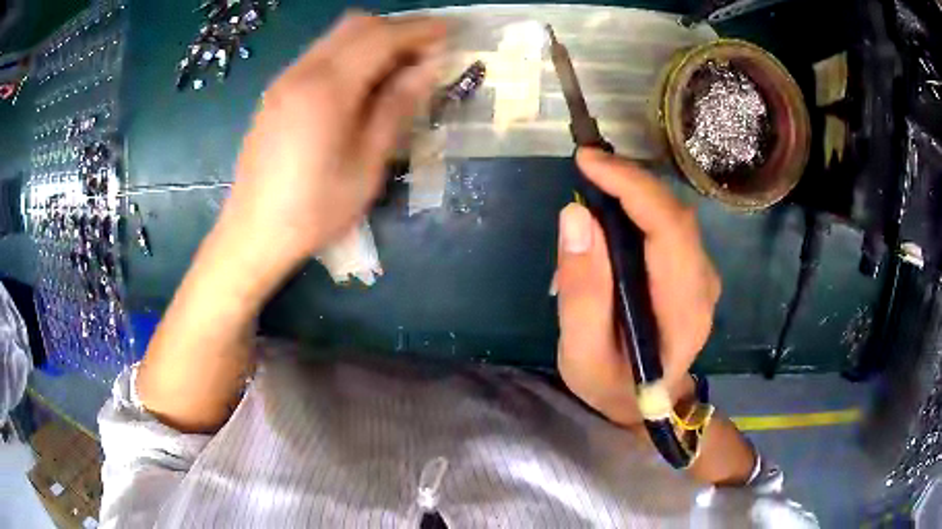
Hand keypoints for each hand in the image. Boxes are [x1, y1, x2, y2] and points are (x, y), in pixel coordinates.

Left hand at [220, 13, 445, 269]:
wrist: (253, 233)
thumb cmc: (315, 209)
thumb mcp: (368, 164)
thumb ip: (397, 106)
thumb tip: (427, 67)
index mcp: (327, 89)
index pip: (382, 37)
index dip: (420, 30)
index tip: (450, 32)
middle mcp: (302, 72)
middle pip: (356, 25)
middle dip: (397, 29)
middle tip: (426, 51)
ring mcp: (284, 80)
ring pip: (336, 37)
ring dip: (373, 39)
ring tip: (399, 67)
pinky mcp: (276, 93)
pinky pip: (319, 55)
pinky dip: (349, 54)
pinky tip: (361, 83)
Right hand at [555, 149, 720, 426]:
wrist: (644, 404)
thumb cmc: (612, 385)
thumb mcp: (582, 352)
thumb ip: (582, 290)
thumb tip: (576, 215)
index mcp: (684, 311)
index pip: (669, 230)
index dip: (632, 186)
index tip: (588, 161)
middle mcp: (703, 286)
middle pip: (675, 215)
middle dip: (630, 180)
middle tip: (586, 165)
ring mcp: (702, 276)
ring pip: (673, 215)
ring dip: (634, 191)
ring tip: (594, 182)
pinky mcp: (691, 271)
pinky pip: (669, 226)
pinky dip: (640, 207)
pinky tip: (613, 209)